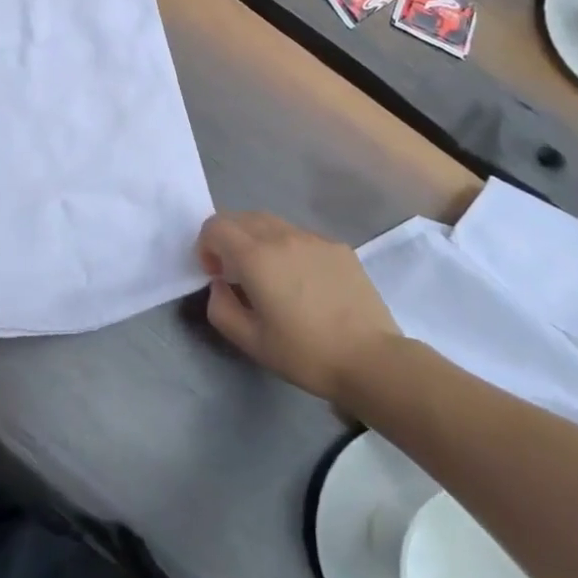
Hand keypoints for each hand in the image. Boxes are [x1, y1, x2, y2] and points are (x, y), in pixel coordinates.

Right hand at [198, 212, 399, 402]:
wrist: (371, 359)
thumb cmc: (305, 353)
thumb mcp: (251, 342)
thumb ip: (221, 308)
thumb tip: (219, 285)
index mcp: (255, 257)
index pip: (215, 226)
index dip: (206, 246)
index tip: (217, 275)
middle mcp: (282, 236)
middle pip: (241, 218)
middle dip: (229, 239)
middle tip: (237, 273)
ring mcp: (313, 238)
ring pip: (272, 223)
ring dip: (258, 240)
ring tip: (270, 276)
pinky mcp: (337, 247)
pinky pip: (300, 236)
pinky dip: (288, 248)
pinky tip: (304, 282)